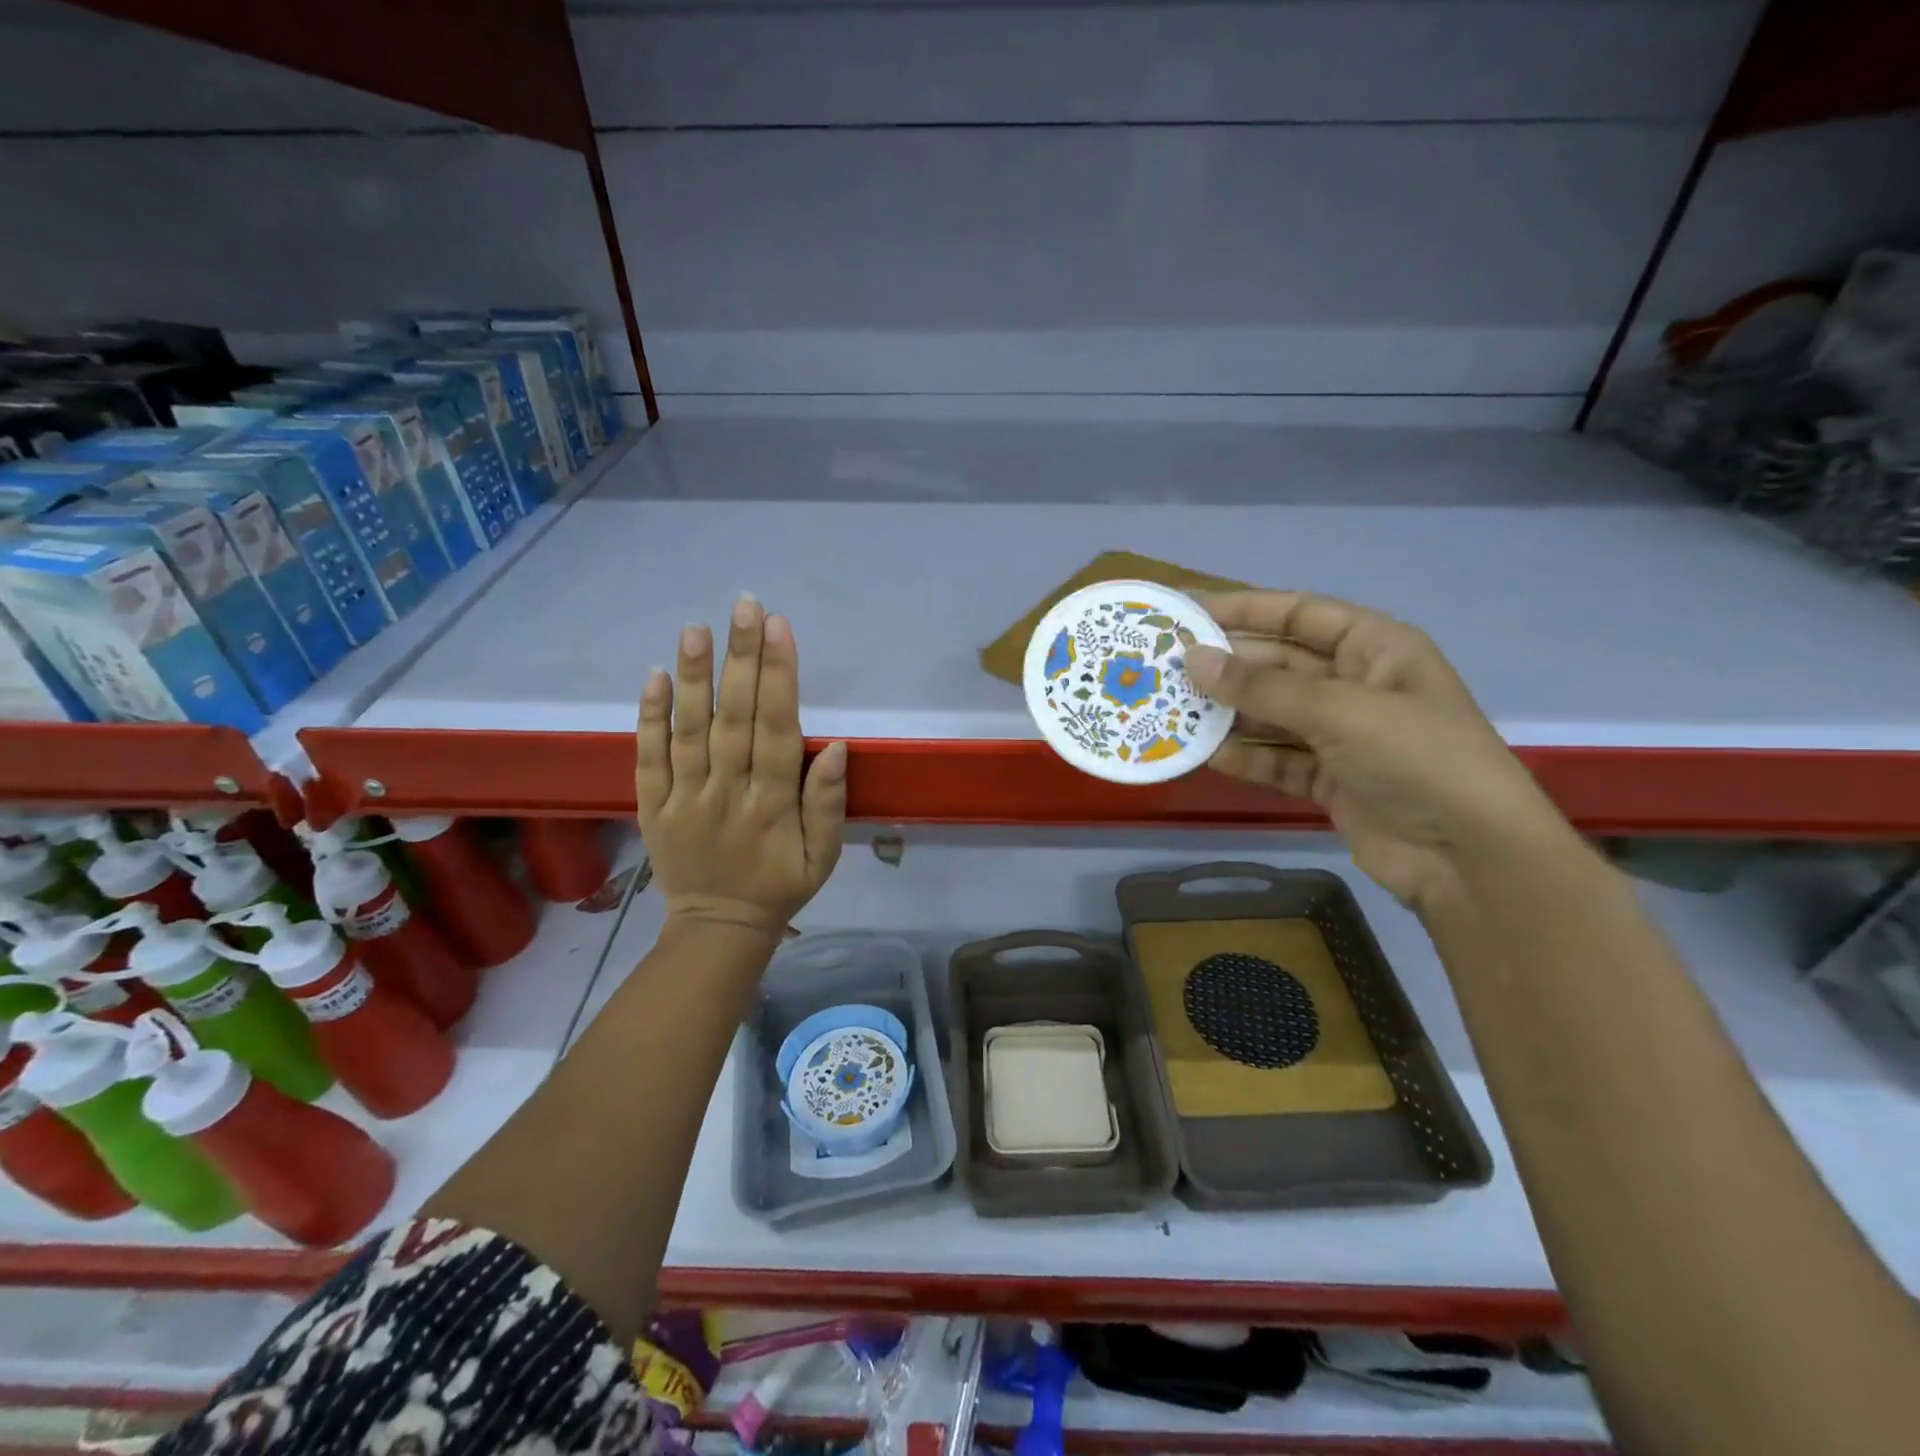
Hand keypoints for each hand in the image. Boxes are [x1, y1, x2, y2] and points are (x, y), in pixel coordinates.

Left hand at [635, 596, 846, 942]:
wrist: (716, 929)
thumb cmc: (779, 887)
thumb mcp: (822, 858)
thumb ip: (828, 805)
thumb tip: (837, 748)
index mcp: (772, 804)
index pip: (778, 728)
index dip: (780, 677)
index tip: (780, 628)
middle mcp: (727, 792)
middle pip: (734, 718)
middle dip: (742, 658)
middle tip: (745, 606)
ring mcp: (684, 798)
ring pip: (689, 730)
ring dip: (694, 677)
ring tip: (697, 628)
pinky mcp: (652, 806)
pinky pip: (648, 758)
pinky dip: (649, 718)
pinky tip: (655, 676)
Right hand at [1187, 591, 1568, 911]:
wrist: (1469, 858)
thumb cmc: (1416, 759)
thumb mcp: (1338, 710)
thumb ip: (1261, 686)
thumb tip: (1193, 660)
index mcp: (1375, 648)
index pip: (1299, 613)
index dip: (1244, 608)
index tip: (1186, 611)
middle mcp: (1357, 684)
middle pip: (1279, 665)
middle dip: (1227, 667)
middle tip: (1165, 668)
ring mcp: (1343, 736)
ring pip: (1272, 714)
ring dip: (1228, 714)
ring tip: (1172, 711)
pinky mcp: (1330, 779)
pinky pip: (1277, 758)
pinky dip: (1246, 757)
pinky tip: (1206, 754)